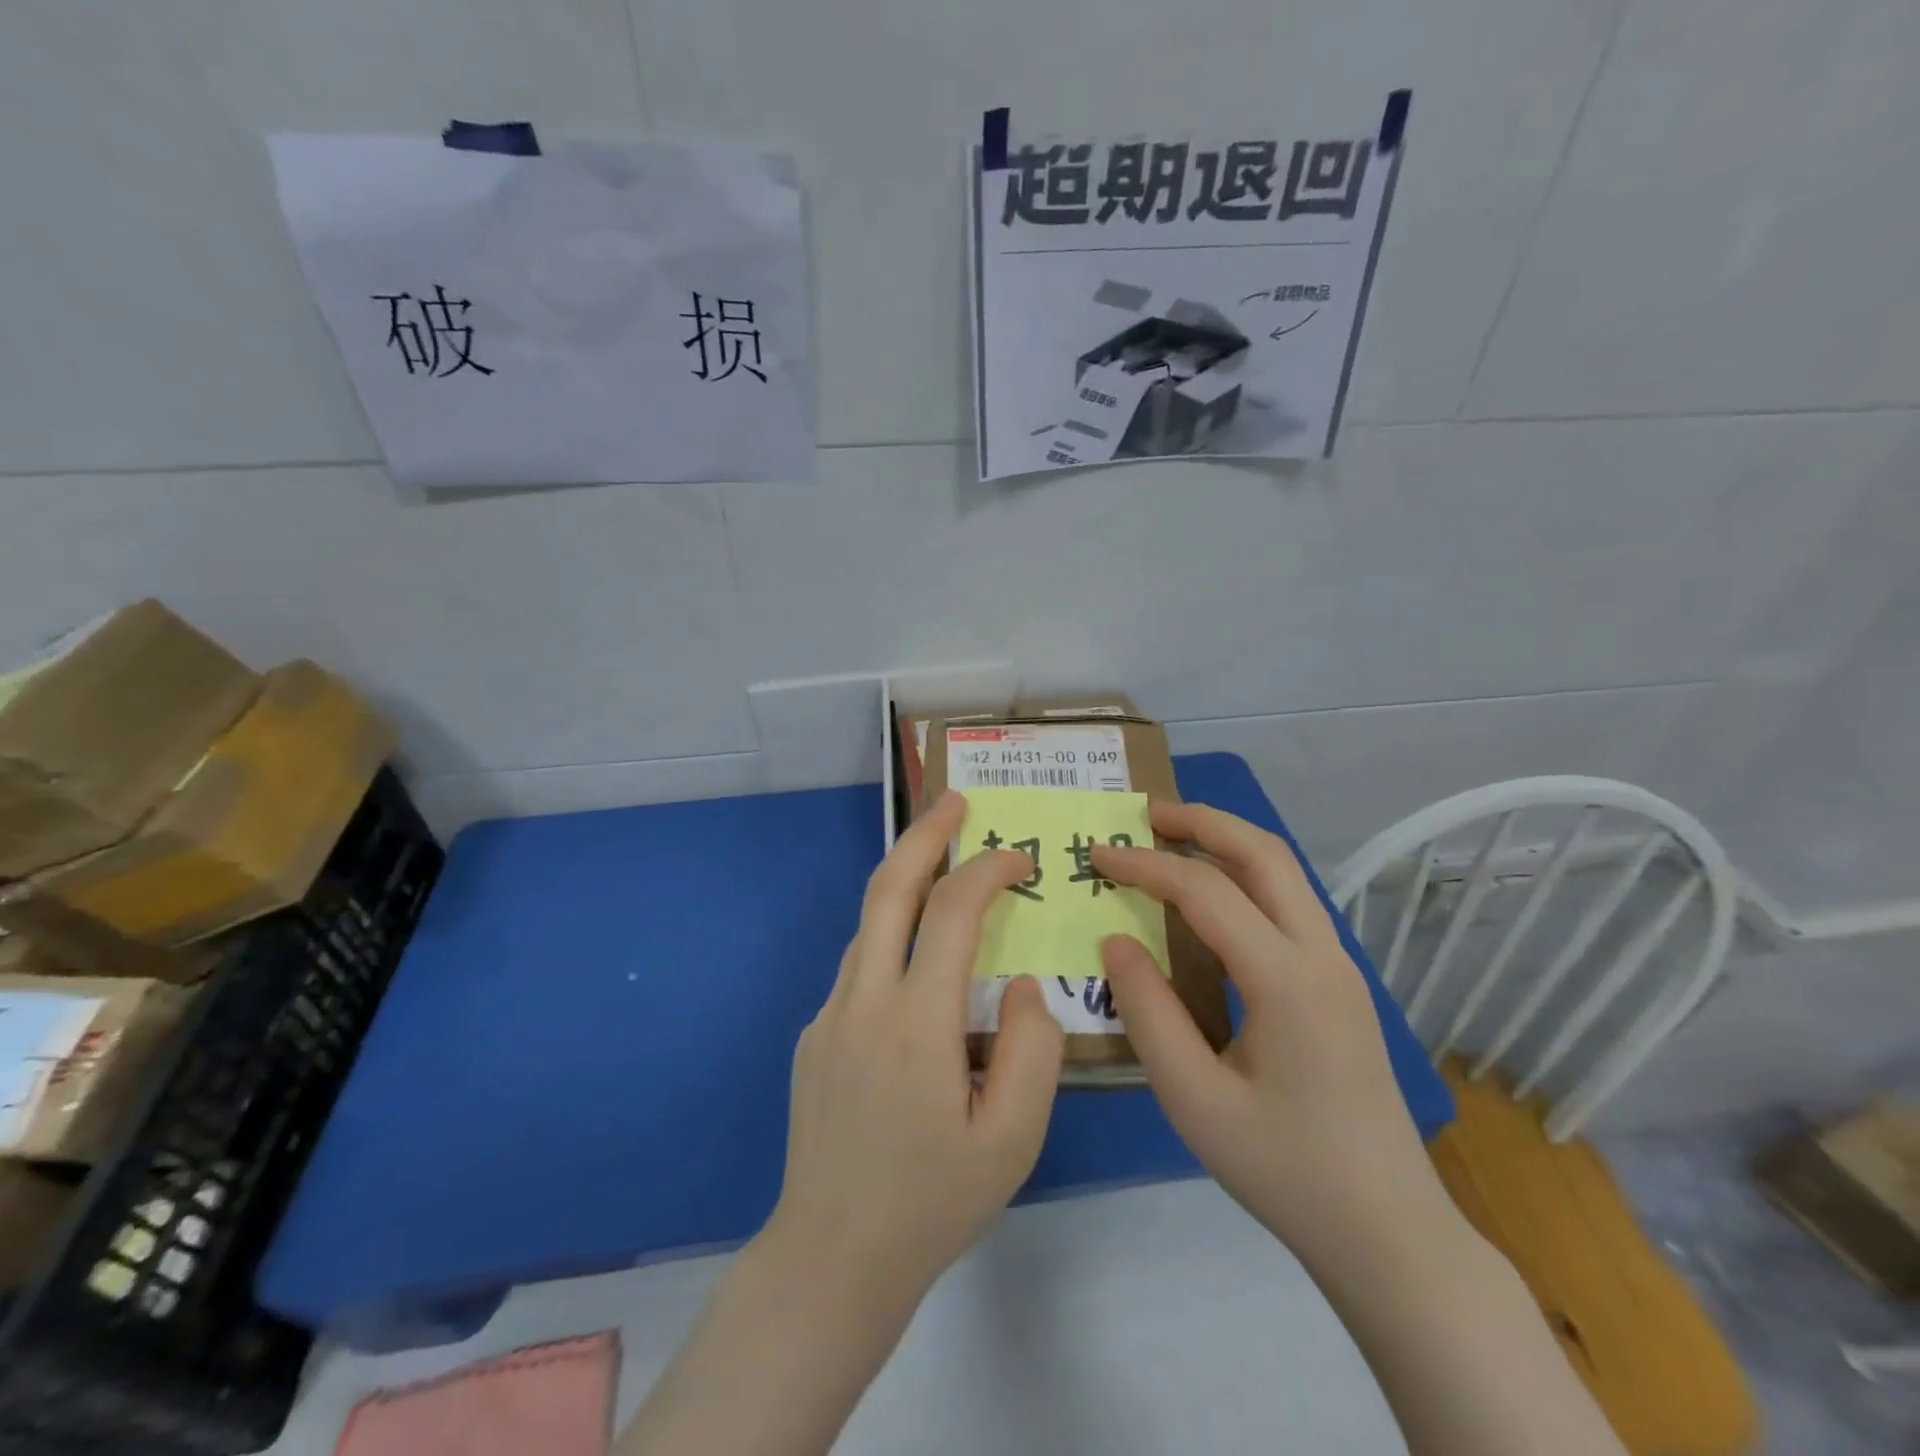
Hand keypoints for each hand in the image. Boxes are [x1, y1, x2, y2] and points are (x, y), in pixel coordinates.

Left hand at [761, 790, 1064, 1311]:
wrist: (831, 1258)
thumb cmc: (932, 1202)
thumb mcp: (1012, 1138)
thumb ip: (1032, 1047)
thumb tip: (1020, 983)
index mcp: (916, 1022)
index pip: (952, 912)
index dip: (987, 871)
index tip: (1019, 861)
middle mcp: (862, 1000)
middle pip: (888, 889)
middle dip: (924, 835)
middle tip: (956, 800)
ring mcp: (829, 1015)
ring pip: (869, 924)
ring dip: (906, 883)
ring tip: (945, 868)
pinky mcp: (814, 1036)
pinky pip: (860, 967)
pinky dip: (894, 939)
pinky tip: (921, 969)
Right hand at [1093, 803, 1449, 1262]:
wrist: (1390, 1233)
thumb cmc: (1285, 1170)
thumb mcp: (1194, 1100)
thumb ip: (1148, 1012)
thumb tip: (1116, 942)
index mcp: (1286, 979)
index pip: (1205, 892)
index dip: (1145, 865)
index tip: (1098, 855)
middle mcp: (1322, 955)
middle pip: (1265, 854)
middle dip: (1203, 821)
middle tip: (1146, 813)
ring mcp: (1340, 967)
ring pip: (1285, 873)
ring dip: (1229, 843)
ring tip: (1174, 839)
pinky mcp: (1341, 985)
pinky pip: (1291, 904)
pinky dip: (1247, 877)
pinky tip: (1214, 900)